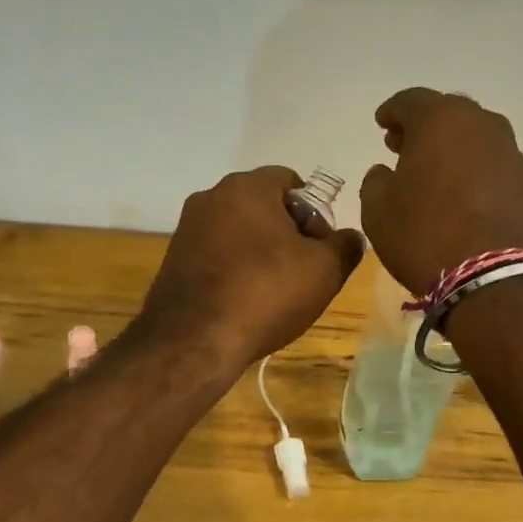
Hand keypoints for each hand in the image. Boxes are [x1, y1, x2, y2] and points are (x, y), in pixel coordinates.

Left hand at [139, 167, 363, 368]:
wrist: (194, 341)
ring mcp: (187, 229)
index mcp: (247, 187)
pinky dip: (234, 269)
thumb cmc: (266, 293)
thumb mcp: (325, 270)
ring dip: (259, 252)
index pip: (290, 180)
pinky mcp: (173, 260)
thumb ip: (345, 246)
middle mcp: (210, 197)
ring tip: (273, 291)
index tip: (320, 247)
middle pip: (262, 205)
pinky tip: (244, 302)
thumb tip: (349, 237)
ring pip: (238, 231)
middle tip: (303, 270)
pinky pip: (216, 255)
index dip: (314, 211)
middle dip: (287, 232)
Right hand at [358, 88, 522, 295]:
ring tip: (431, 171)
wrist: (493, 277)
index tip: (381, 125)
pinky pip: (490, 162)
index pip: (409, 101)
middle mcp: (479, 124)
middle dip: (422, 127)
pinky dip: (471, 168)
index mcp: (439, 120)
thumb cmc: (424, 235)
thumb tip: (386, 172)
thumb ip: (376, 181)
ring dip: (450, 146)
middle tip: (403, 146)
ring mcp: (508, 151)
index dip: (392, 112)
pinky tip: (458, 191)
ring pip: (472, 136)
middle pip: (446, 113)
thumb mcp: (377, 210)